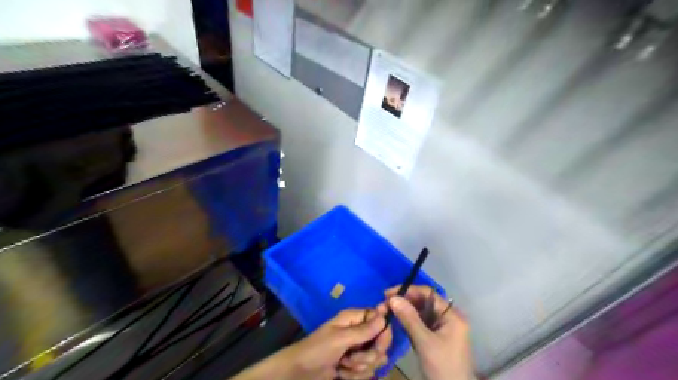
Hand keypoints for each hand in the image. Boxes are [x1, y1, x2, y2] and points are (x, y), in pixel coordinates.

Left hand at [232, 309, 392, 379]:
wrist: (300, 372)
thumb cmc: (317, 349)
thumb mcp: (340, 339)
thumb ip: (363, 330)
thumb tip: (384, 316)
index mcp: (354, 318)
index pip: (379, 318)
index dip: (383, 331)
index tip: (377, 343)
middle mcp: (358, 331)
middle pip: (381, 341)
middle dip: (369, 355)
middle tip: (352, 358)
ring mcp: (357, 349)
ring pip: (375, 359)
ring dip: (360, 367)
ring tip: (343, 365)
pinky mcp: (355, 364)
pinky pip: (368, 371)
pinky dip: (355, 375)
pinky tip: (342, 373)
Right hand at [379, 285, 473, 379]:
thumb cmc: (442, 367)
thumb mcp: (424, 342)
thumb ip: (409, 318)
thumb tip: (392, 298)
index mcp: (451, 314)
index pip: (427, 293)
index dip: (407, 291)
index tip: (387, 294)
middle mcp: (448, 316)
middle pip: (424, 301)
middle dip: (404, 300)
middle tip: (384, 304)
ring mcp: (443, 326)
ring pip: (421, 311)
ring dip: (404, 309)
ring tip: (387, 310)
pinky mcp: (436, 335)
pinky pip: (421, 321)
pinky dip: (409, 319)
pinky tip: (396, 320)